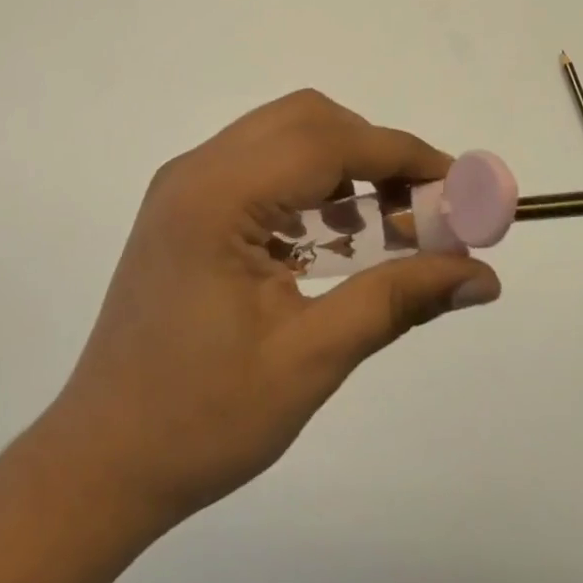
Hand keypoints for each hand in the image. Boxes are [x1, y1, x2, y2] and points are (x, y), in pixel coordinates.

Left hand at [42, 90, 501, 526]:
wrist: (101, 462)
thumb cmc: (201, 420)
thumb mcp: (310, 360)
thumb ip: (397, 301)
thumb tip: (482, 276)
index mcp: (217, 196)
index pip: (329, 141)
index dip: (403, 155)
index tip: (460, 187)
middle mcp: (196, 170)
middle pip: (306, 121)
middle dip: (375, 153)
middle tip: (423, 209)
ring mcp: (184, 186)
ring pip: (283, 137)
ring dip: (343, 166)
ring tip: (389, 225)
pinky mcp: (184, 209)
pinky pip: (260, 168)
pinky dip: (309, 185)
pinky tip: (335, 238)